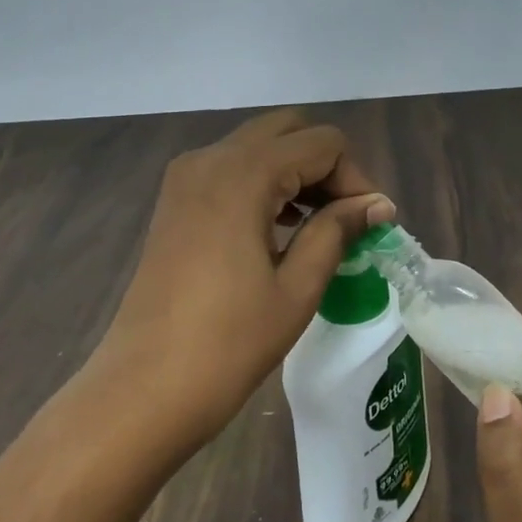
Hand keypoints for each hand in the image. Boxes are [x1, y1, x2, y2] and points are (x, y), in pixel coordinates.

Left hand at [99, 109, 394, 450]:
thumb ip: (338, 231)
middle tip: (346, 218)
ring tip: (321, 227)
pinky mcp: (175, 201)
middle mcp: (211, 159)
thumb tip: (378, 204)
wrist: (144, 390)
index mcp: (244, 173)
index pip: (322, 143)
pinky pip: (231, 169)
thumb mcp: (297, 287)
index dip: (355, 178)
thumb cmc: (228, 343)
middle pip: (288, 131)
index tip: (369, 225)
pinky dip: (265, 184)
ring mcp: (186, 178)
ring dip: (296, 172)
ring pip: (258, 146)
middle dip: (325, 166)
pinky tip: (281, 229)